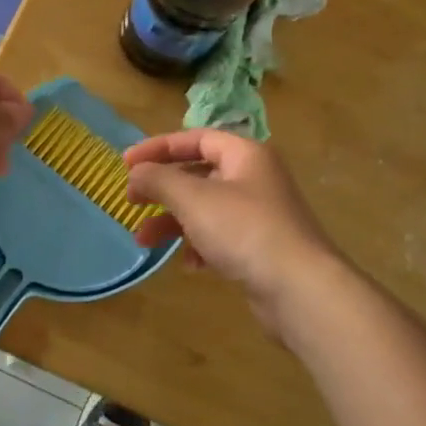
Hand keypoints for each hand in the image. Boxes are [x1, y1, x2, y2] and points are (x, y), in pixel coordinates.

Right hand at [125, 128, 342, 326]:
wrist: (299, 288)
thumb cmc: (244, 230)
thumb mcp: (193, 198)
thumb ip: (158, 179)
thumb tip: (136, 173)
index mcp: (244, 154)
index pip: (195, 138)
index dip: (158, 147)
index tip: (125, 163)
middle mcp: (254, 178)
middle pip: (198, 173)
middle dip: (162, 189)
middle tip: (131, 202)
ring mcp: (260, 214)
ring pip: (205, 208)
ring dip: (172, 222)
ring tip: (143, 241)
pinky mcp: (261, 247)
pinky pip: (220, 237)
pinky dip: (199, 245)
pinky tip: (190, 264)